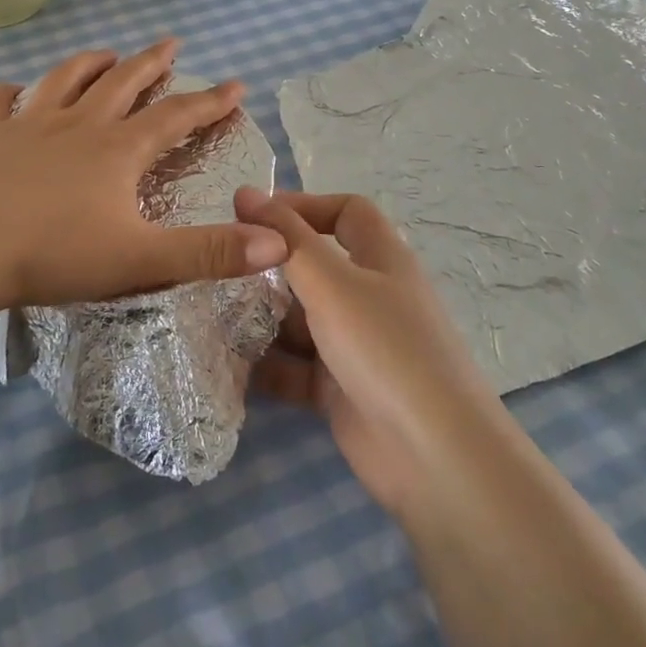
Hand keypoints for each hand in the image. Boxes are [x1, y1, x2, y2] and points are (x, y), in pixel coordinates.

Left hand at [0, 41, 289, 329]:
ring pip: (65, 80)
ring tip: (107, 54)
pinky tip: (13, 90)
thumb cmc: (52, 256)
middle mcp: (76, 125)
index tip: (235, 85)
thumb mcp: (141, 260)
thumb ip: (211, 253)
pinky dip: (9, 92)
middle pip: (122, 82)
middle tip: (171, 45)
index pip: (175, 116)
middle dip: (152, 64)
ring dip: (91, 64)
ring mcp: (25, 126)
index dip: (210, 101)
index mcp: (116, 150)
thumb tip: (281, 244)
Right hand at [238, 189, 501, 526]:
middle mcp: (370, 297)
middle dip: (271, 268)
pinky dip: (268, 365)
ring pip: (301, 319)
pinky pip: (296, 366)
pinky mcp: (341, 389)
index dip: (304, 206)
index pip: (346, 212)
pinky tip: (228, 365)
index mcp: (381, 260)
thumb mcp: (331, 283)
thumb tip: (245, 190)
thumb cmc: (384, 348)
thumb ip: (286, 238)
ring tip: (211, 317)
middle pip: (316, 267)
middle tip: (220, 270)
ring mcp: (356, 345)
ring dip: (262, 318)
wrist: (434, 456)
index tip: (253, 217)